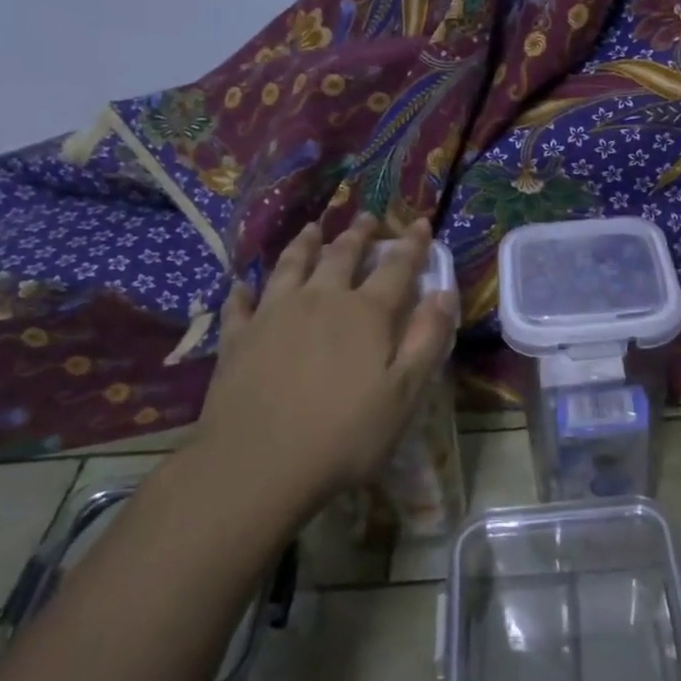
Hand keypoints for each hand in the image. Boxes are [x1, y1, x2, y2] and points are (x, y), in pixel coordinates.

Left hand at [181, 214, 456, 515]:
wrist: (258, 463)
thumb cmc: (344, 434)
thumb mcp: (404, 393)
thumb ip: (426, 339)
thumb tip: (443, 293)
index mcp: (366, 313)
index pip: (396, 267)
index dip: (412, 244)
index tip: (420, 222)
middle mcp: (320, 300)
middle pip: (341, 256)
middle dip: (358, 234)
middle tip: (366, 216)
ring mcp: (273, 315)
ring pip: (291, 266)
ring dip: (304, 244)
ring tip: (313, 228)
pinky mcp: (237, 338)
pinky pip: (241, 304)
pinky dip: (245, 290)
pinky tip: (244, 285)